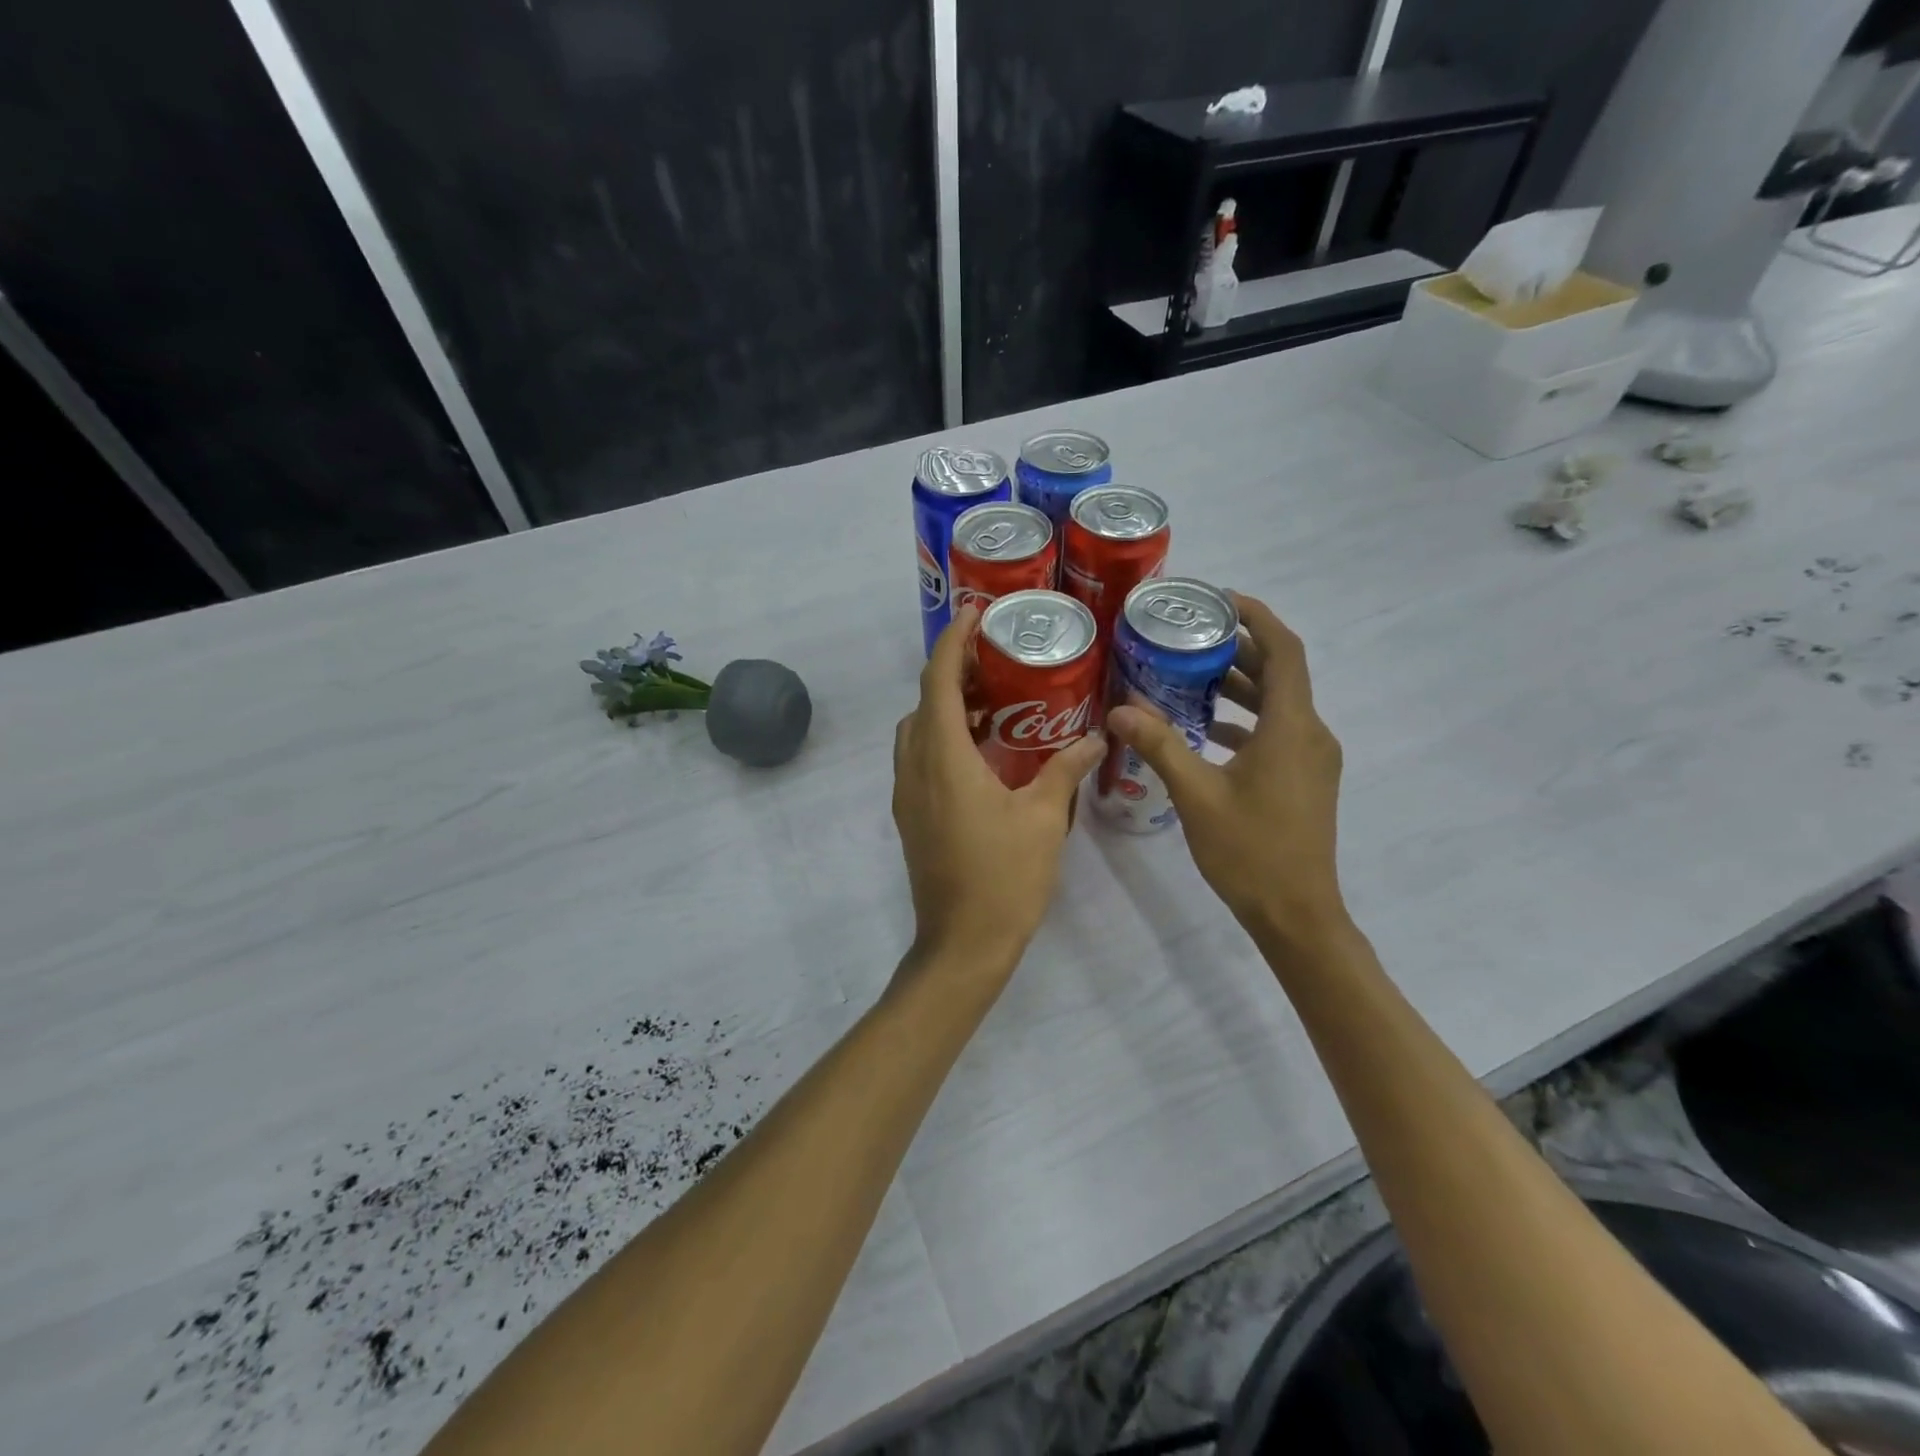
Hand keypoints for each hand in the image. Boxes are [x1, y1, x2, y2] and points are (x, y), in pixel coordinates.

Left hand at [892, 605, 1106, 982]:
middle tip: (997, 661)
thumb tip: (1094, 737)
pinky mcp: (911, 815)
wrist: (962, 944)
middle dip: (954, 673)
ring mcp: (906, 794)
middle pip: (925, 702)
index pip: (938, 682)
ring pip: (918, 731)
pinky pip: (920, 758)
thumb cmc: (1004, 878)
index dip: (952, 642)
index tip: (974, 614)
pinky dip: (944, 738)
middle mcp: (915, 767)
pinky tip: (985, 752)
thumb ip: (1065, 770)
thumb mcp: (1044, 818)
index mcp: (943, 759)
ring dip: (948, 708)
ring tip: (997, 702)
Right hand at [1107, 592, 1347, 951]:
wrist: (1296, 913)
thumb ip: (1160, 745)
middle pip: (1280, 673)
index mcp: (1292, 727)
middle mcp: (1310, 734)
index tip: (1219, 599)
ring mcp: (1310, 759)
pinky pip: (1276, 732)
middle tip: (1189, 635)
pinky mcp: (1304, 779)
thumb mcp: (1196, 794)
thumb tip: (1120, 710)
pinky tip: (1204, 730)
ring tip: (1188, 675)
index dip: (1257, 617)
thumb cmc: (1249, 850)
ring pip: (1277, 704)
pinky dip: (1244, 720)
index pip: (1284, 651)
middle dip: (1238, 649)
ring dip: (1239, 686)